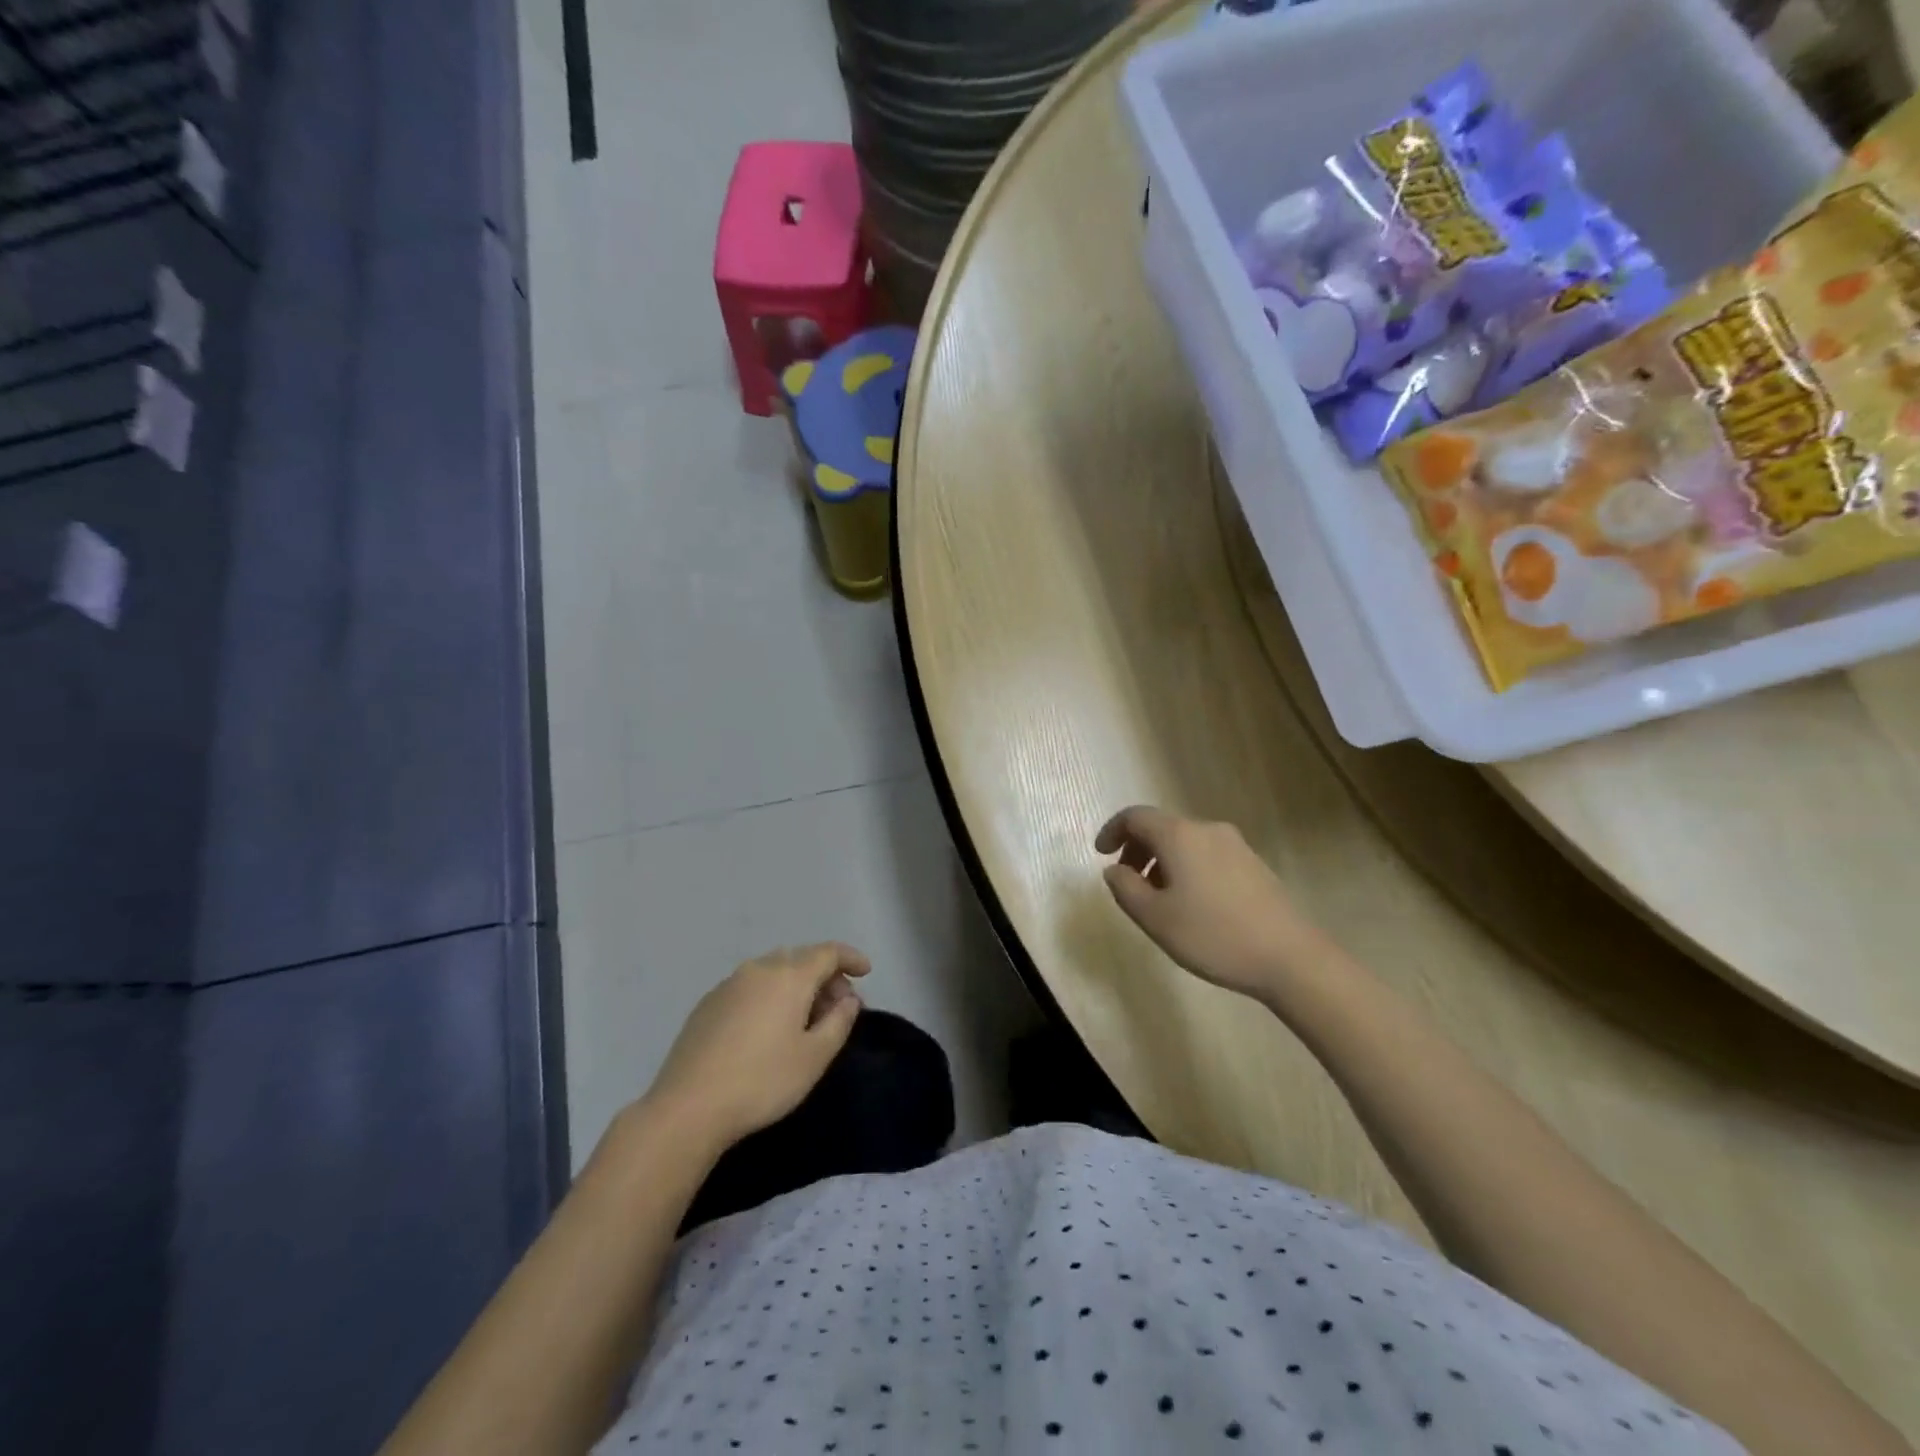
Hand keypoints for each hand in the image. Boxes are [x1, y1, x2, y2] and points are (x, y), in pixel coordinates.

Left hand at [643, 943, 870, 1149]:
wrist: (688, 1107)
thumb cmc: (762, 1081)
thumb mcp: (814, 1057)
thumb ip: (839, 1022)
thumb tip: (849, 1000)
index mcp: (789, 976)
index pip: (828, 952)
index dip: (851, 958)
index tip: (866, 972)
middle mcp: (759, 969)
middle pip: (800, 959)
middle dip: (825, 976)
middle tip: (838, 1007)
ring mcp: (729, 984)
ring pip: (773, 971)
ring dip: (796, 986)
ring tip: (805, 1019)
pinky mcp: (707, 1004)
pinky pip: (751, 987)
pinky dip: (770, 995)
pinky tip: (768, 1028)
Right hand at [1096, 805, 1326, 1001]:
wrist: (1290, 957)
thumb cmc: (1213, 935)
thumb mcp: (1155, 918)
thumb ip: (1125, 888)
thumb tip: (1115, 870)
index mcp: (1180, 836)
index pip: (1136, 816)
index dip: (1112, 830)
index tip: (1101, 854)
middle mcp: (1207, 830)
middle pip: (1161, 827)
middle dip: (1137, 848)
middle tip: (1126, 881)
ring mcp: (1235, 845)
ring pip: (1185, 842)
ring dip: (1162, 861)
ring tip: (1157, 898)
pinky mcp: (1254, 864)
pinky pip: (1207, 854)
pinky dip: (1187, 867)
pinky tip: (1191, 903)